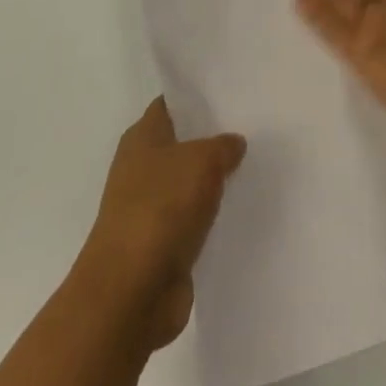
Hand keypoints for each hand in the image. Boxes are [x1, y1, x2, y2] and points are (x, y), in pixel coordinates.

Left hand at [82, 97, 245, 350]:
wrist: (130, 294)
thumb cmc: (161, 209)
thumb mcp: (203, 160)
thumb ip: (223, 145)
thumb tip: (233, 144)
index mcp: (142, 137)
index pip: (172, 103)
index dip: (199, 96)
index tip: (233, 91)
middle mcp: (141, 168)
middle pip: (183, 143)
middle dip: (214, 137)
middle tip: (255, 126)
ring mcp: (149, 208)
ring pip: (190, 182)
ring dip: (215, 179)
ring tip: (256, 165)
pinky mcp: (161, 244)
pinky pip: (194, 218)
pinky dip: (212, 215)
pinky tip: (241, 208)